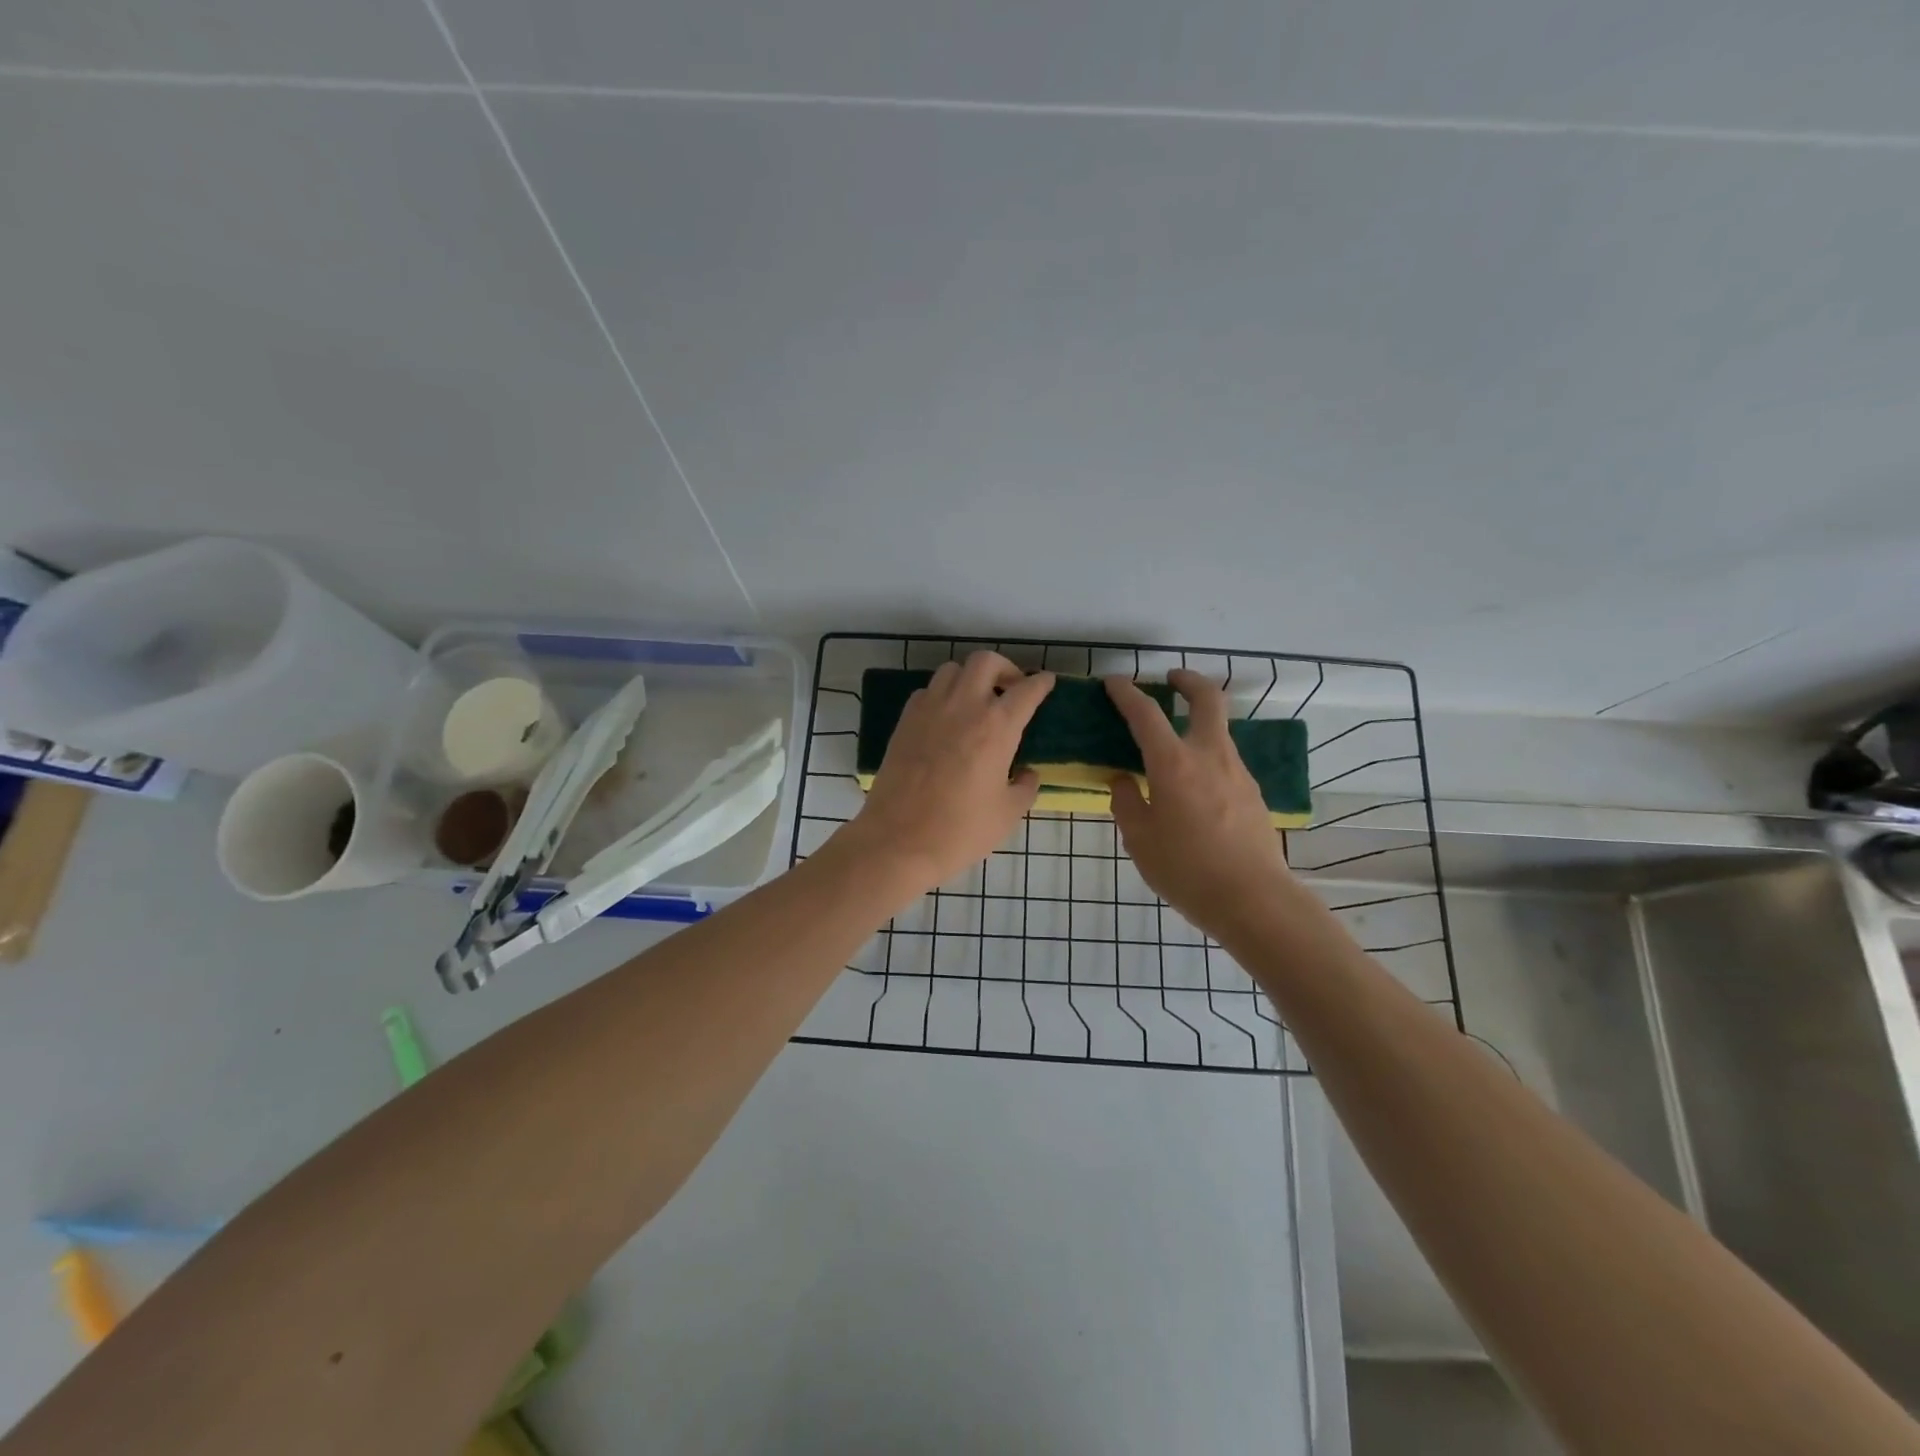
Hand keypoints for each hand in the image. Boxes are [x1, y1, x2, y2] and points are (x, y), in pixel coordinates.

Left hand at [838, 652, 1054, 897]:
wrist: (898, 841)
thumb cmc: (960, 830)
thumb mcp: (1007, 814)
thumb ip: (1024, 787)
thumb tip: (1026, 773)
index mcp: (997, 727)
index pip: (1026, 690)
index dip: (1041, 683)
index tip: (1046, 682)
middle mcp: (964, 706)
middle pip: (986, 662)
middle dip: (1004, 668)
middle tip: (1011, 689)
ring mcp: (929, 710)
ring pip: (952, 670)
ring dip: (970, 678)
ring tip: (977, 701)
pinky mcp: (905, 721)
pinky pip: (927, 691)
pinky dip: (942, 694)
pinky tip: (946, 718)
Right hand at [1105, 670, 1298, 941]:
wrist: (1254, 900)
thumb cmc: (1187, 870)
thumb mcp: (1140, 840)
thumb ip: (1127, 803)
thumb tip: (1124, 781)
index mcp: (1174, 764)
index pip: (1146, 714)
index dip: (1127, 693)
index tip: (1114, 682)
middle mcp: (1209, 756)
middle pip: (1206, 699)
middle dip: (1188, 680)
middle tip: (1171, 678)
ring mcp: (1238, 772)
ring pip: (1218, 730)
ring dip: (1198, 722)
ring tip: (1174, 743)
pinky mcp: (1253, 793)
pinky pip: (1225, 761)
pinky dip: (1207, 756)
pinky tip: (1195, 786)